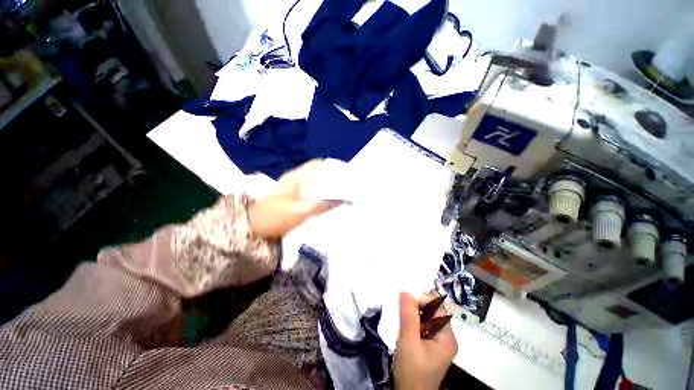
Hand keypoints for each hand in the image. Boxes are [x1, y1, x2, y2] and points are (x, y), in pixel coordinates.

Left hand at [248, 160, 339, 238]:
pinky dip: (321, 195)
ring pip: (316, 184)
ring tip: (342, 194)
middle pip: (318, 174)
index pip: (317, 164)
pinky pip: (312, 193)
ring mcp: (295, 189)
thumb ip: (321, 205)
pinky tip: (329, 202)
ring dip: (327, 188)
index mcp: (296, 177)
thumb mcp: (300, 211)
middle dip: (332, 179)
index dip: (332, 167)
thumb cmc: (275, 217)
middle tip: (347, 186)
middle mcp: (296, 179)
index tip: (346, 174)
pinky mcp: (295, 198)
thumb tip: (341, 199)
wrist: (254, 229)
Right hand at [393, 292, 457, 389]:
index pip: (438, 309)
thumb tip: (405, 291)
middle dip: (417, 307)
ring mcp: (438, 343)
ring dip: (413, 315)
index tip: (406, 301)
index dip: (423, 300)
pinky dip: (413, 323)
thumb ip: (408, 315)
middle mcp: (446, 338)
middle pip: (433, 313)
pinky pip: (423, 327)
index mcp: (447, 337)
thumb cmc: (412, 370)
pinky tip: (404, 327)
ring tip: (401, 317)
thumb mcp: (408, 341)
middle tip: (401, 309)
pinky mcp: (430, 347)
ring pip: (426, 319)